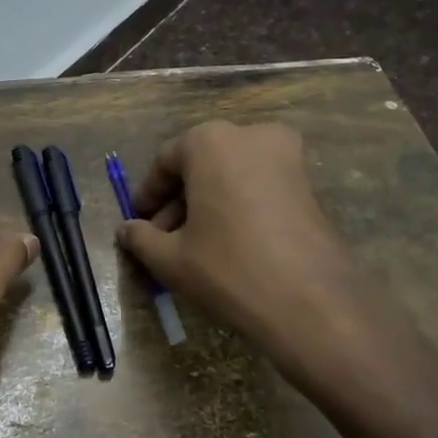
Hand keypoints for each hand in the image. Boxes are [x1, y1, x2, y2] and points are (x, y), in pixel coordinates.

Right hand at [116, 122, 362, 384]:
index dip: (148, 195)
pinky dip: (237, 206)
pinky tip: (226, 243)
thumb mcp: (170, 258)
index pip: (165, 161)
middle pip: (201, 164)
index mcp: (210, 141)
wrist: (310, 302)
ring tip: (192, 245)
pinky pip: (258, 186)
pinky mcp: (308, 183)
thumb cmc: (228, 268)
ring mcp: (286, 156)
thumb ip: (141, 237)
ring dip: (208, 204)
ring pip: (231, 175)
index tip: (138, 221)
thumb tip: (126, 230)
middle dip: (179, 200)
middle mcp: (250, 135)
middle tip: (163, 237)